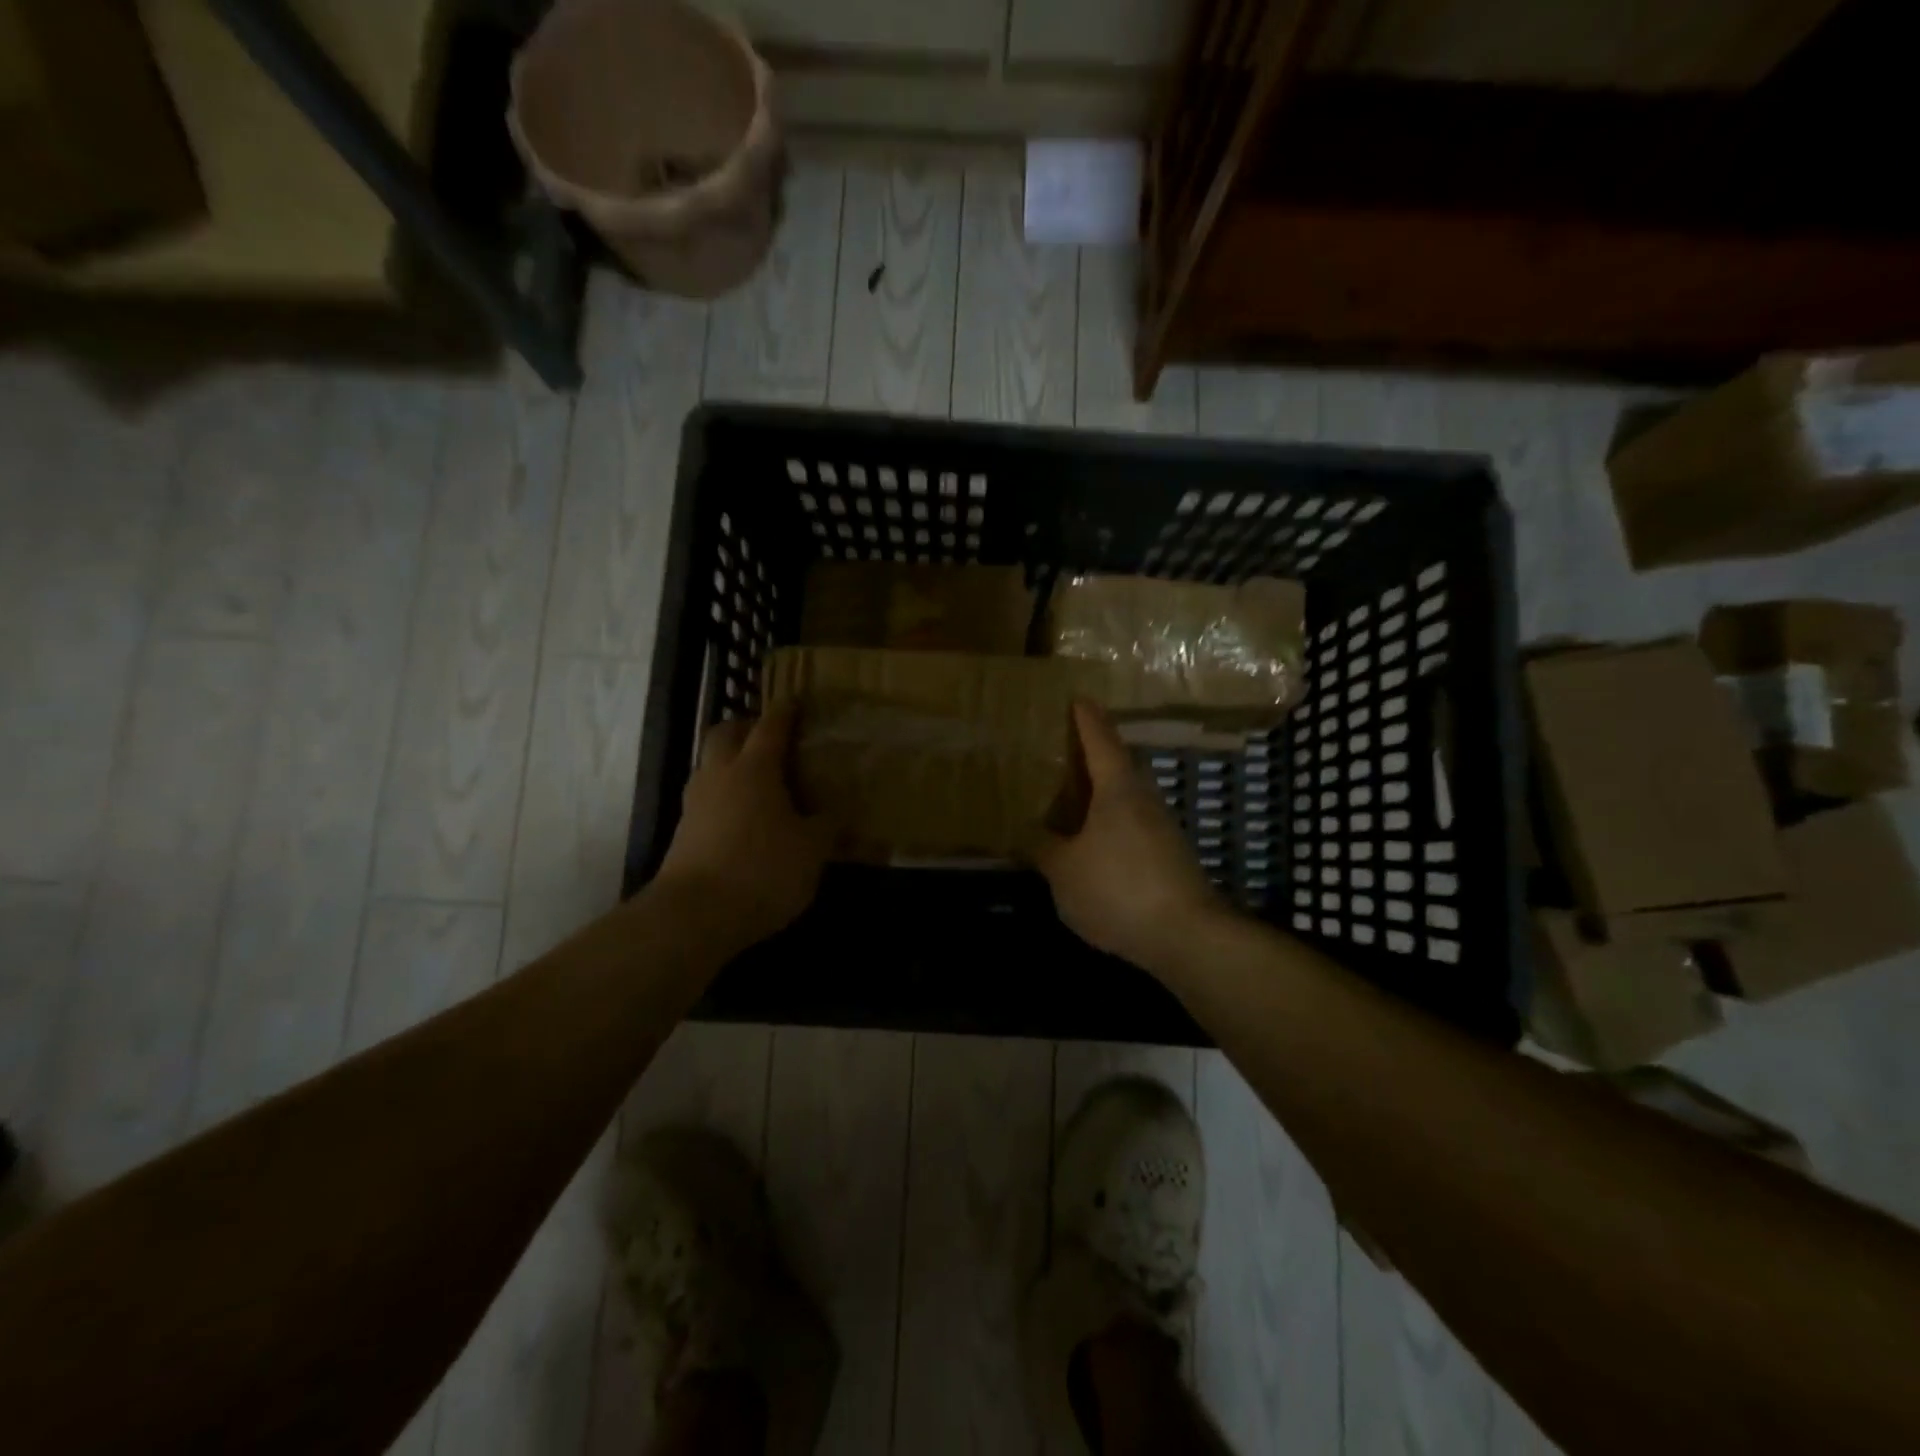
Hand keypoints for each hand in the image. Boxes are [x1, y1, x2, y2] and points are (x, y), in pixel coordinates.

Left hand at [657, 704, 832, 947]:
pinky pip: (706, 796)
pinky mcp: (684, 831)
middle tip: (772, 739)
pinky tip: (744, 816)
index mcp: (754, 769)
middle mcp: (720, 775)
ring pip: (710, 764)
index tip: (796, 700)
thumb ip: (828, 826)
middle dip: (746, 727)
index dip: (785, 711)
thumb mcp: (812, 850)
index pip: (771, 726)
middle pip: (725, 733)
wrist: (694, 915)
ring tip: (760, 779)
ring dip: (731, 760)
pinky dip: (724, 794)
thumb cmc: (762, 870)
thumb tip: (839, 812)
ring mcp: (696, 802)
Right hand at [1035, 701, 1228, 973]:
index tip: (1078, 698)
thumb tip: (1027, 833)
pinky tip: (1093, 843)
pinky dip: (1111, 823)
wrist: (1186, 935)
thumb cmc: (1118, 888)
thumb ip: (1043, 848)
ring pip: (1127, 797)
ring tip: (1072, 798)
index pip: (1100, 740)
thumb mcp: (1064, 870)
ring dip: (1102, 793)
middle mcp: (1144, 798)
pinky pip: (1133, 825)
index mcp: (1118, 788)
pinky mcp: (1169, 856)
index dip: (1086, 719)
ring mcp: (1162, 828)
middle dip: (1094, 755)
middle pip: (1119, 765)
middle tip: (1064, 751)